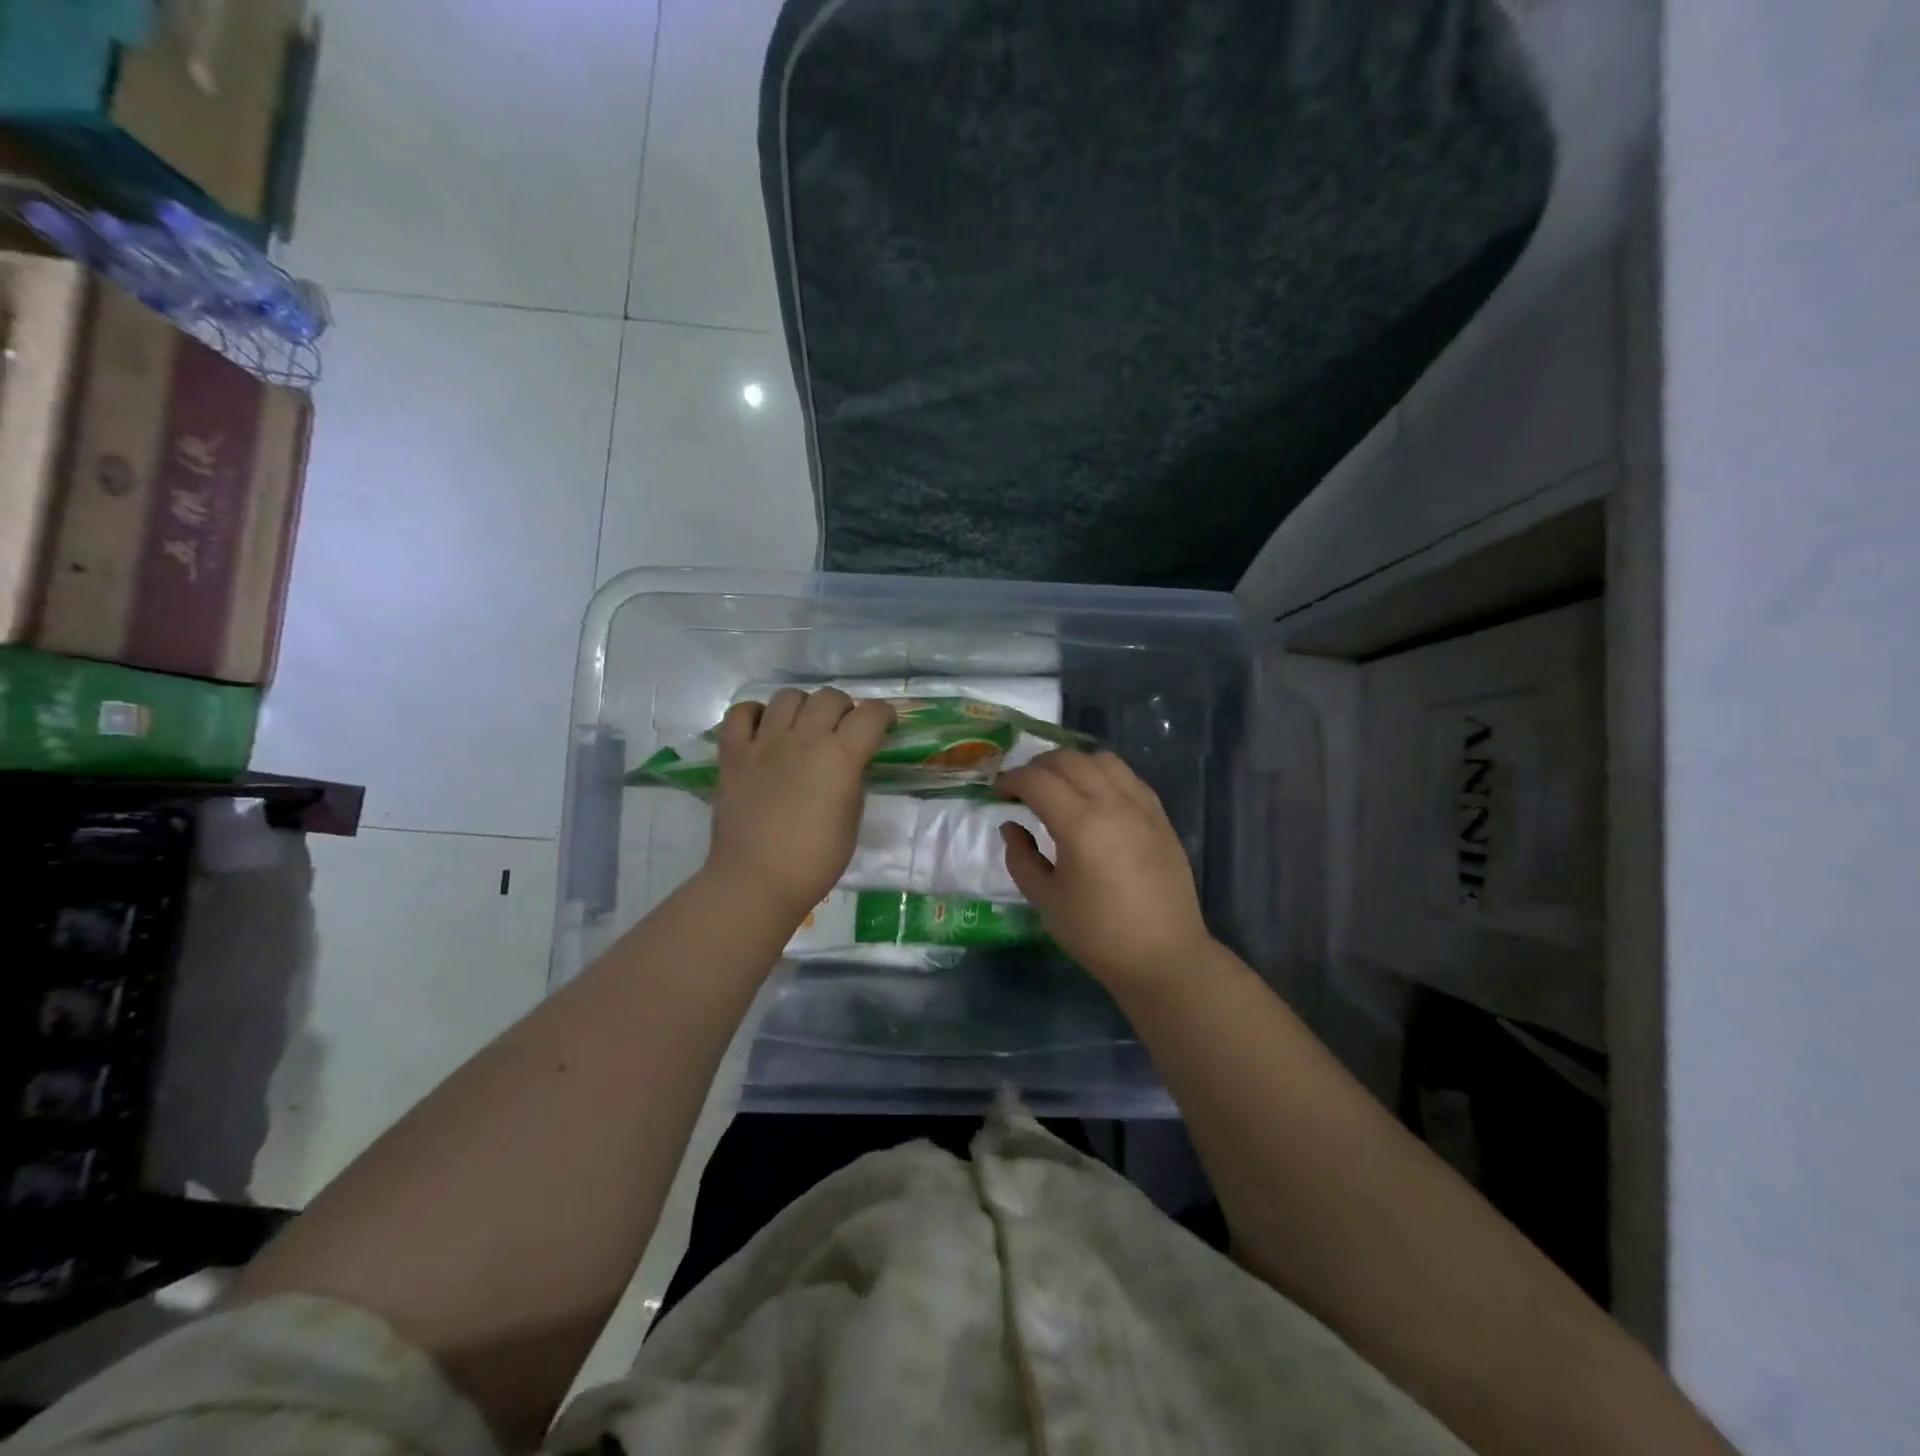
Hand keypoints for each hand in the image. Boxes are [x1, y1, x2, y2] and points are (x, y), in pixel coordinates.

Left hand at [706, 689, 894, 922]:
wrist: (756, 881)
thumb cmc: (814, 861)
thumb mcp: (852, 821)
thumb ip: (853, 783)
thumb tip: (850, 766)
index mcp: (840, 757)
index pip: (871, 714)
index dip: (883, 714)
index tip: (885, 724)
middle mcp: (804, 739)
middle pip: (829, 697)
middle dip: (844, 708)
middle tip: (843, 728)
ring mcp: (764, 743)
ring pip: (787, 697)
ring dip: (803, 706)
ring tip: (803, 726)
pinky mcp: (733, 754)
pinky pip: (740, 713)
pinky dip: (754, 714)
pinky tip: (763, 729)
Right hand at [997, 750, 1212, 990]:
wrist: (1164, 956)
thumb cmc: (1098, 934)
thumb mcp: (1046, 900)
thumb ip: (1022, 858)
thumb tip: (1012, 826)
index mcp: (1080, 824)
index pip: (1037, 780)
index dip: (1011, 780)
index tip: (998, 792)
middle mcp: (1112, 803)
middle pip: (1068, 760)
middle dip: (1038, 766)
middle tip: (1022, 788)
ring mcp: (1141, 806)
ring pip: (1102, 760)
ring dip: (1072, 764)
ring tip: (1059, 785)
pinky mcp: (1160, 816)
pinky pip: (1128, 777)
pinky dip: (1103, 774)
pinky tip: (1094, 796)